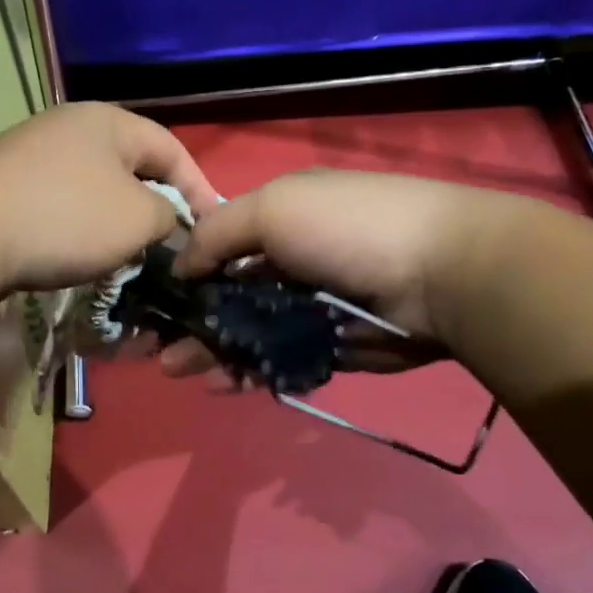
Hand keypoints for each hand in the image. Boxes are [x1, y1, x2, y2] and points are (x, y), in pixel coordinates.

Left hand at [0, 103, 220, 293]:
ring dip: (116, 226)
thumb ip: (168, 216)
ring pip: (95, 192)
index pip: (172, 149)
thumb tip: (166, 222)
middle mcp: (69, 128)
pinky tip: (79, 259)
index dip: (199, 188)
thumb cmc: (66, 217)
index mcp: (109, 121)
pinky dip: (79, 233)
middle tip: (170, 248)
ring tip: (128, 260)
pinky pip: (61, 208)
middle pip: (131, 169)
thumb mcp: (138, 218)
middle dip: (155, 210)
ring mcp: (31, 155)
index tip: (212, 228)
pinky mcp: (5, 187)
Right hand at [162, 170, 492, 375]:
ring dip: (212, 350)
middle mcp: (292, 261)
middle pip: (229, 295)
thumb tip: (180, 265)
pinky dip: (250, 372)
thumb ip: (217, 233)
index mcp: (280, 219)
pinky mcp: (330, 346)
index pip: (219, 245)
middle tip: (155, 349)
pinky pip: (280, 361)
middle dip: (191, 320)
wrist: (440, 275)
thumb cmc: (349, 229)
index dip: (185, 271)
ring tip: (177, 371)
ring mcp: (311, 307)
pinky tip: (222, 384)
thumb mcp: (273, 208)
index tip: (152, 299)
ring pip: (249, 332)